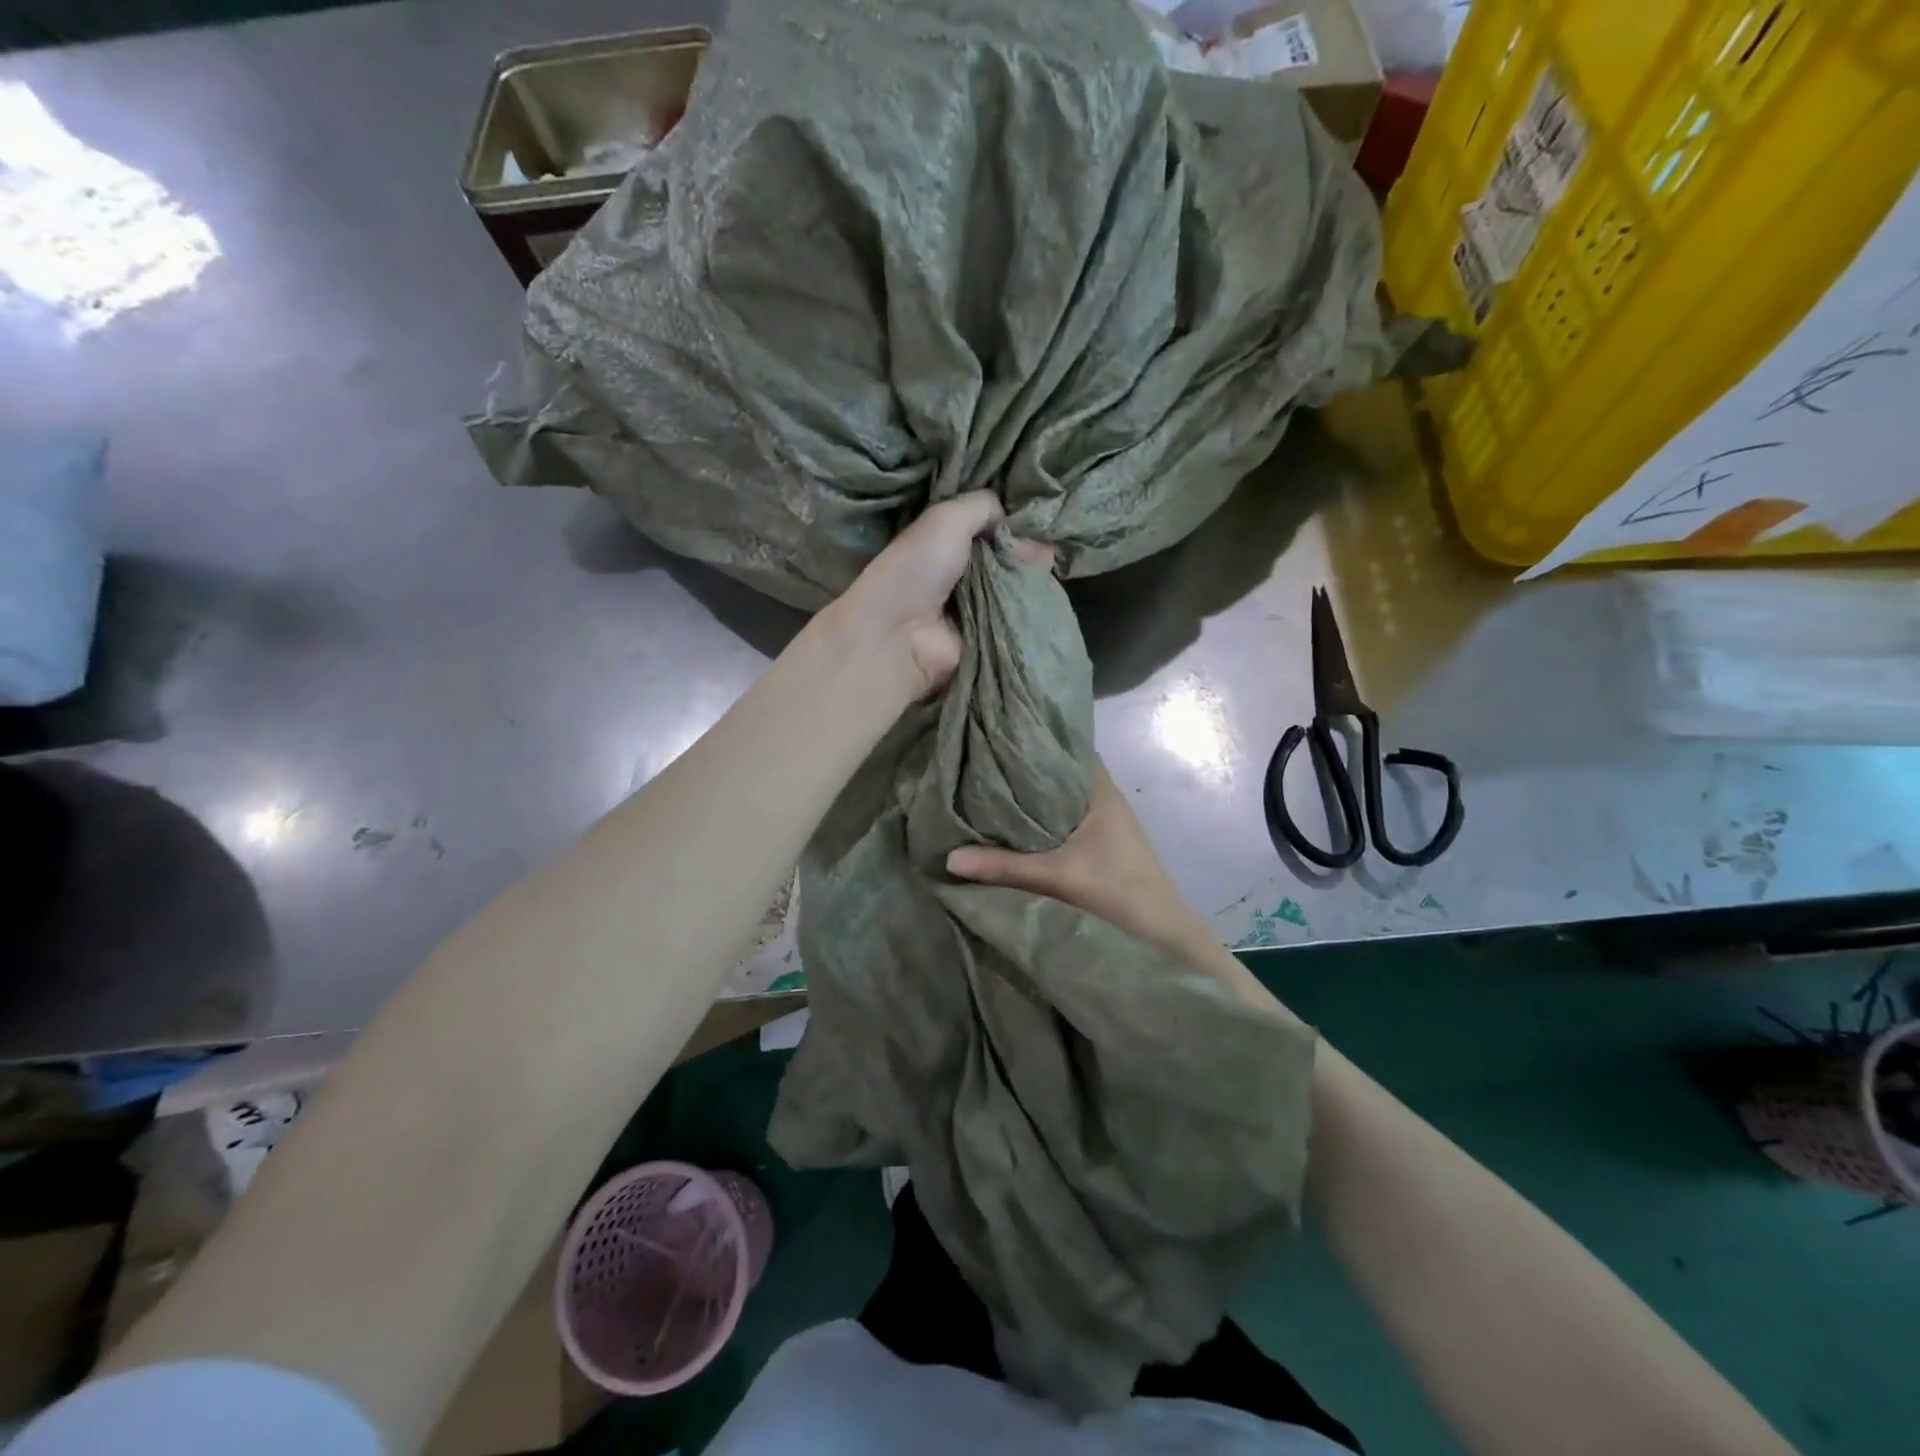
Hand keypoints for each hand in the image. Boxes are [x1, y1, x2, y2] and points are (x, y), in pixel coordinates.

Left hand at [826, 491, 1051, 700]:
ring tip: (1051, 567)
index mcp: (946, 543)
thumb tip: (1017, 519)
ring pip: (1016, 588)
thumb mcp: (948, 518)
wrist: (900, 634)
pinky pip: (1018, 619)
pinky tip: (1047, 595)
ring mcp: (976, 608)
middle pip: (1006, 559)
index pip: (989, 528)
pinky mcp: (988, 638)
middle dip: (1028, 551)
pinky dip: (1032, 609)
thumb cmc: (918, 568)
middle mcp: (961, 574)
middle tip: (1049, 546)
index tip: (1040, 518)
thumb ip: (984, 506)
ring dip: (1033, 579)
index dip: (1014, 523)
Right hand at [945, 760, 1209, 957]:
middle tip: (977, 764)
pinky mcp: (1099, 850)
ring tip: (984, 791)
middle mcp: (1103, 802)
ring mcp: (1103, 827)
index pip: (1066, 748)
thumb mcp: (1056, 877)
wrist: (1163, 940)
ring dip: (1029, 801)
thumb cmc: (1117, 893)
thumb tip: (948, 857)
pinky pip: (1061, 826)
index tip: (996, 734)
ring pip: (1058, 803)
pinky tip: (1009, 828)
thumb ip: (1003, 866)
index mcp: (1100, 792)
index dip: (1034, 739)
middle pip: (1057, 776)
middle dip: (1022, 772)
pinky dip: (1037, 824)